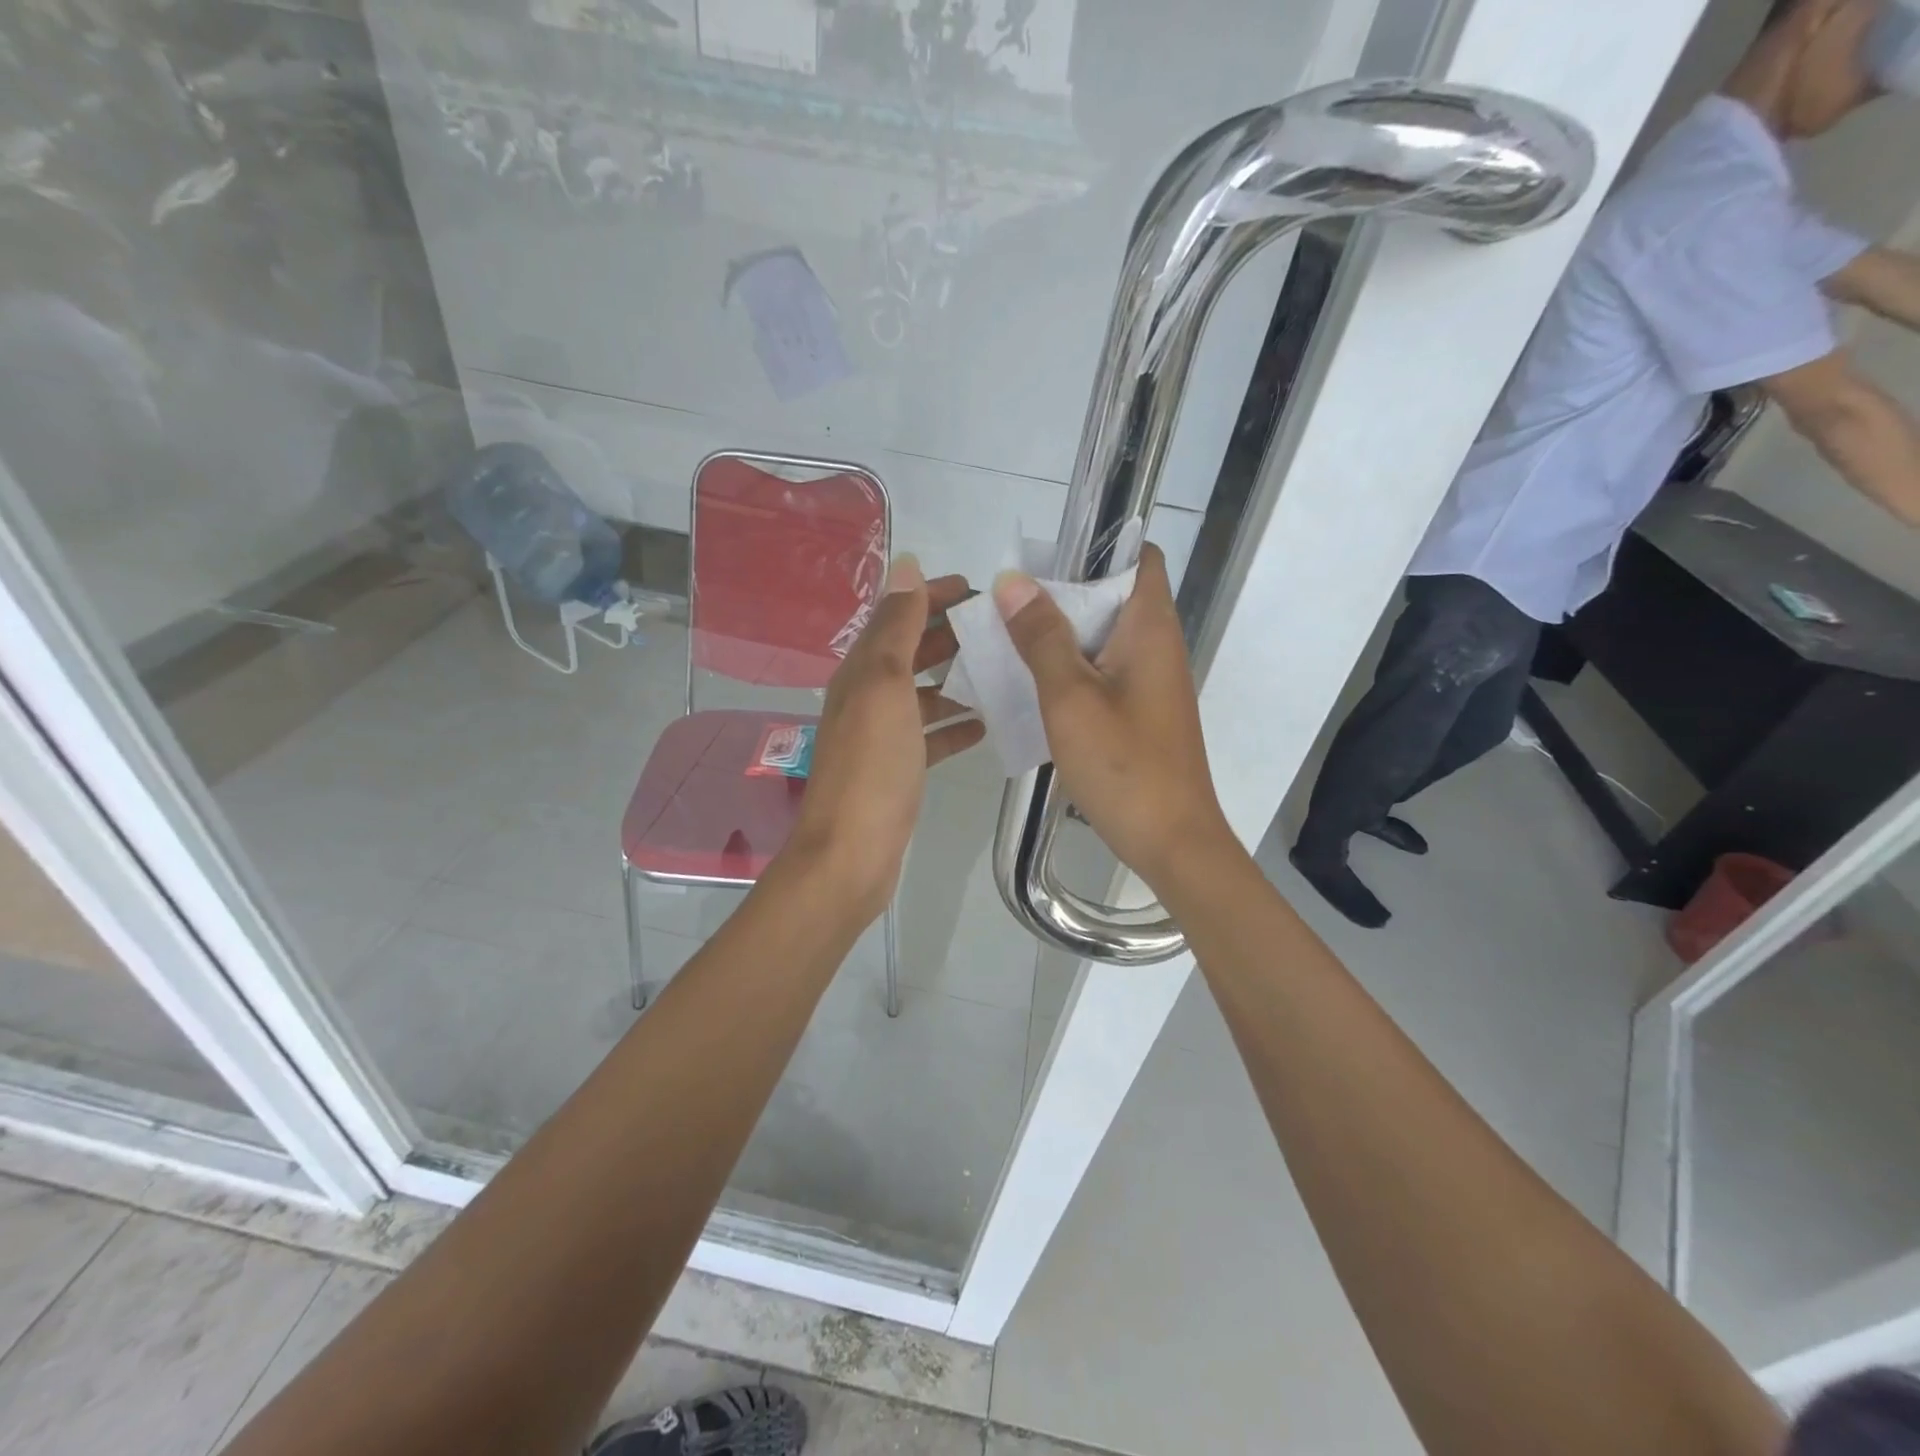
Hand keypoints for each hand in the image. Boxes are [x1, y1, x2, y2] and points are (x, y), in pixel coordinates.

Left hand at [789, 557, 983, 916]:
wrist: (852, 852)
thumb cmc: (873, 766)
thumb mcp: (886, 685)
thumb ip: (898, 627)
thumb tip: (907, 567)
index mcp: (862, 670)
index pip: (897, 615)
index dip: (930, 596)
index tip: (976, 589)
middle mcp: (868, 696)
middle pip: (910, 652)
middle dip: (948, 634)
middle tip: (997, 629)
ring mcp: (882, 735)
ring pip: (922, 694)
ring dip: (955, 679)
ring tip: (999, 672)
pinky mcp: (898, 769)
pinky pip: (929, 736)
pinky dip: (953, 726)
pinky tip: (984, 725)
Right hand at [994, 544, 1233, 889]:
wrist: (1172, 841)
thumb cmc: (1124, 765)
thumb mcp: (1070, 697)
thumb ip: (1042, 637)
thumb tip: (1012, 581)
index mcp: (1151, 628)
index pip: (1140, 557)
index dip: (1098, 547)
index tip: (1044, 559)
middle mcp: (1157, 646)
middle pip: (1114, 595)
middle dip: (1063, 592)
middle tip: (1008, 603)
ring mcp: (1151, 682)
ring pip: (1104, 637)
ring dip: (1062, 634)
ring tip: (1010, 639)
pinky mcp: (1141, 712)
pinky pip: (1103, 672)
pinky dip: (1072, 669)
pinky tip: (1034, 686)